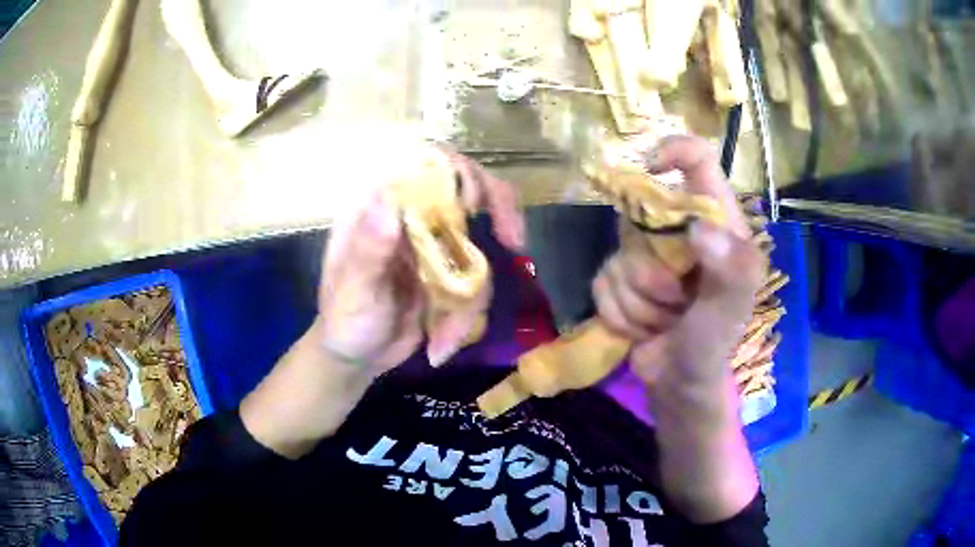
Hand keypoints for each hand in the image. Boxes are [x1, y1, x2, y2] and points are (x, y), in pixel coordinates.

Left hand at [317, 149, 524, 376]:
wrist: (357, 357)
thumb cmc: (343, 322)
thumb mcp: (352, 293)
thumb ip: (367, 253)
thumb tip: (388, 202)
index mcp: (380, 208)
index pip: (424, 165)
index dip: (459, 172)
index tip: (478, 204)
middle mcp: (410, 216)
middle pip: (467, 189)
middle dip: (498, 212)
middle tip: (514, 242)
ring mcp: (431, 244)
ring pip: (479, 245)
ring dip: (471, 298)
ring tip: (445, 339)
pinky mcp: (448, 272)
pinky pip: (477, 281)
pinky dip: (468, 316)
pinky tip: (443, 344)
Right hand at [592, 135, 763, 388]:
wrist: (679, 383)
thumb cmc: (714, 342)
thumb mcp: (734, 307)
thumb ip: (733, 269)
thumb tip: (698, 228)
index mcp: (714, 221)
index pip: (698, 159)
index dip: (674, 150)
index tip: (651, 169)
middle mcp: (678, 229)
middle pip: (641, 213)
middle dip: (652, 269)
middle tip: (676, 300)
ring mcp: (645, 254)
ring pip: (618, 256)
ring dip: (639, 301)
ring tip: (664, 321)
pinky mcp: (619, 280)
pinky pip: (601, 283)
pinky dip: (620, 314)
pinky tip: (642, 329)